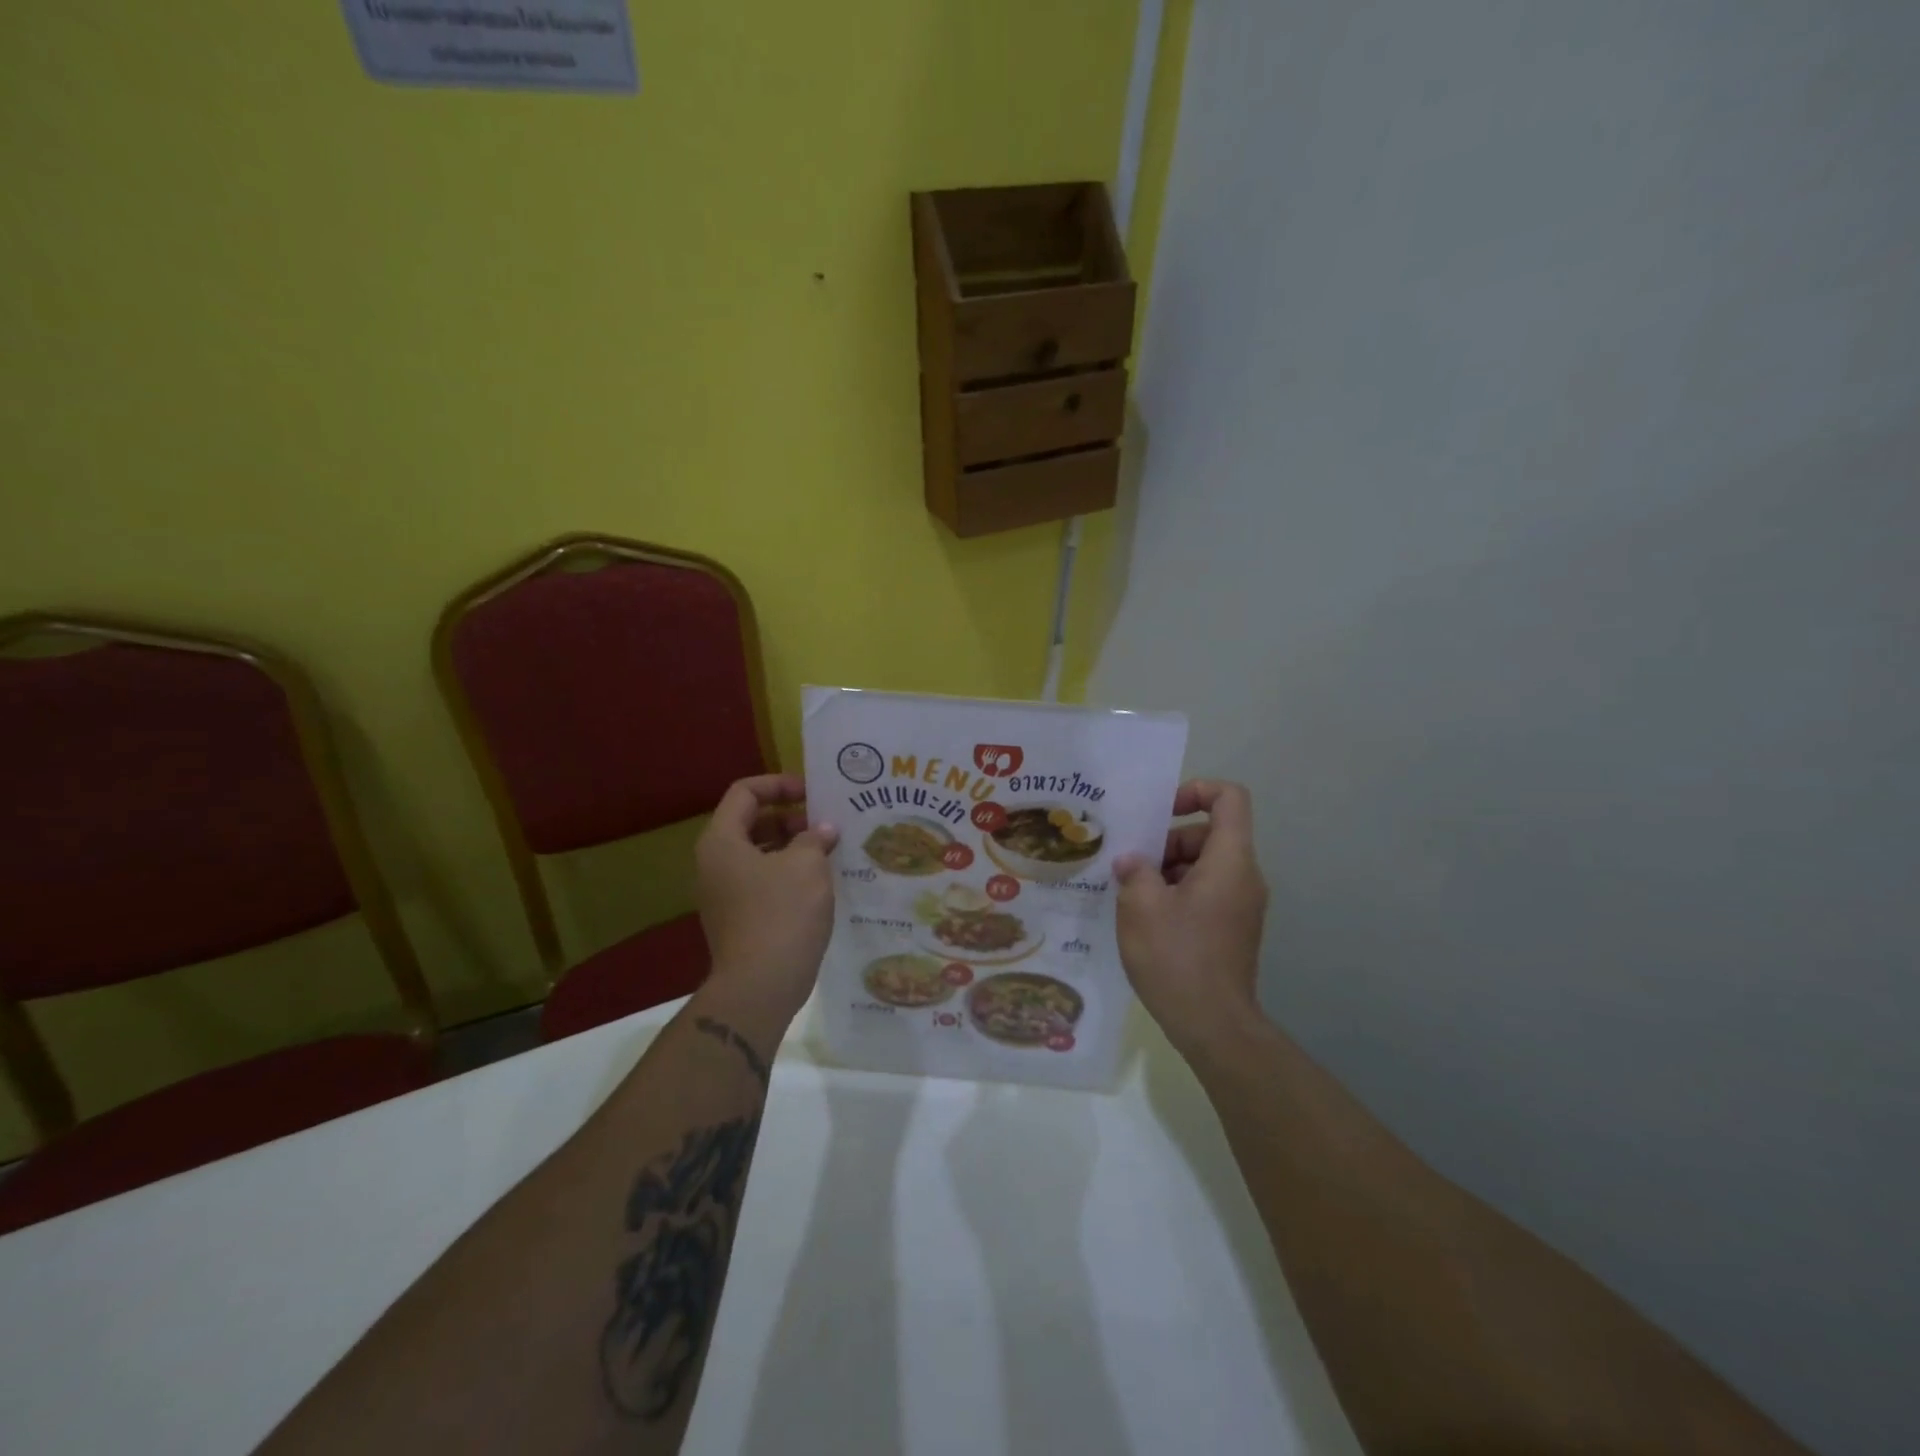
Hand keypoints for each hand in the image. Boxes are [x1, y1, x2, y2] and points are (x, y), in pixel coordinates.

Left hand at [695, 774, 839, 1020]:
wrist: (760, 987)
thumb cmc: (782, 913)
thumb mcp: (806, 865)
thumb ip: (814, 837)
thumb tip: (822, 830)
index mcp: (722, 841)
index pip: (745, 792)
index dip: (779, 784)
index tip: (813, 793)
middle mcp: (714, 863)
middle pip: (750, 822)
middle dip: (790, 818)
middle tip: (825, 825)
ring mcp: (723, 893)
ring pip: (758, 853)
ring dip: (792, 847)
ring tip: (828, 852)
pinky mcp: (738, 918)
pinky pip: (762, 881)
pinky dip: (788, 874)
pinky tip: (819, 883)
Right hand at [1113, 780, 1268, 1052]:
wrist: (1213, 1026)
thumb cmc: (1177, 956)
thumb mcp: (1141, 906)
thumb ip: (1134, 871)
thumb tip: (1133, 863)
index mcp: (1229, 861)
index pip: (1230, 798)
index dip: (1196, 790)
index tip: (1161, 812)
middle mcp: (1244, 877)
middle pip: (1209, 834)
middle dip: (1168, 842)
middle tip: (1131, 865)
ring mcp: (1241, 905)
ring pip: (1204, 865)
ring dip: (1167, 870)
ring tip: (1131, 894)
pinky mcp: (1232, 929)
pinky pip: (1206, 892)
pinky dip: (1177, 893)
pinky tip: (1145, 917)